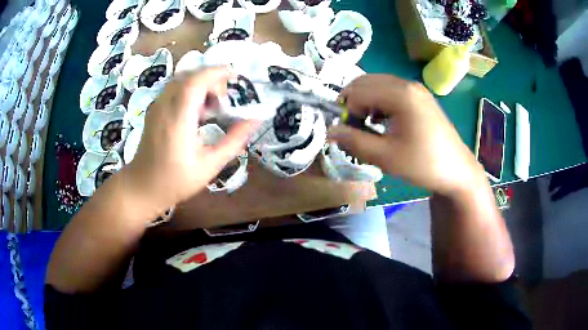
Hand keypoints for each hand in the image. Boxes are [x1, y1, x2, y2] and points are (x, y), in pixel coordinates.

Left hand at [126, 68, 259, 207]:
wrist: (142, 187)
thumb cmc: (175, 181)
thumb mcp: (210, 165)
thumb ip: (234, 140)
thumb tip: (256, 120)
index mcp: (178, 119)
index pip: (196, 81)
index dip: (217, 72)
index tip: (236, 76)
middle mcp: (164, 106)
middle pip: (190, 75)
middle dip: (212, 79)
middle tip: (226, 99)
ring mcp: (156, 106)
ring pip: (181, 80)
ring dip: (201, 84)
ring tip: (213, 105)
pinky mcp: (154, 110)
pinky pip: (174, 89)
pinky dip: (190, 90)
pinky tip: (197, 111)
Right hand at [329, 75, 485, 195]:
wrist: (457, 171)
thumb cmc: (423, 165)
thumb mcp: (386, 157)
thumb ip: (354, 142)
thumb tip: (330, 131)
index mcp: (400, 94)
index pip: (358, 91)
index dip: (347, 111)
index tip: (350, 133)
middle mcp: (407, 84)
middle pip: (366, 82)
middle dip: (354, 102)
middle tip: (355, 127)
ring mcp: (415, 88)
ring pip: (378, 84)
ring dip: (366, 101)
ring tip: (369, 125)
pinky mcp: (420, 96)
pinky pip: (391, 89)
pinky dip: (380, 101)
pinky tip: (385, 120)